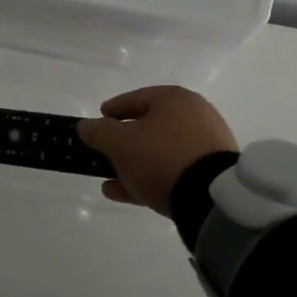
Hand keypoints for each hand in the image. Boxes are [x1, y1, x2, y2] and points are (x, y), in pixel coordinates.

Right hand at [77, 86, 237, 217]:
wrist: (210, 198)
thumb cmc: (161, 157)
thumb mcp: (120, 143)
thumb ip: (99, 132)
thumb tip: (85, 126)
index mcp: (175, 99)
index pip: (136, 98)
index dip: (112, 109)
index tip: (97, 120)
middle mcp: (194, 117)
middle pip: (148, 127)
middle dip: (123, 142)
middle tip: (104, 153)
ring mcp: (205, 147)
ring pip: (159, 152)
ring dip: (132, 165)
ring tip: (109, 180)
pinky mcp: (210, 175)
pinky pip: (171, 172)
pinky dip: (148, 179)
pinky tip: (124, 193)